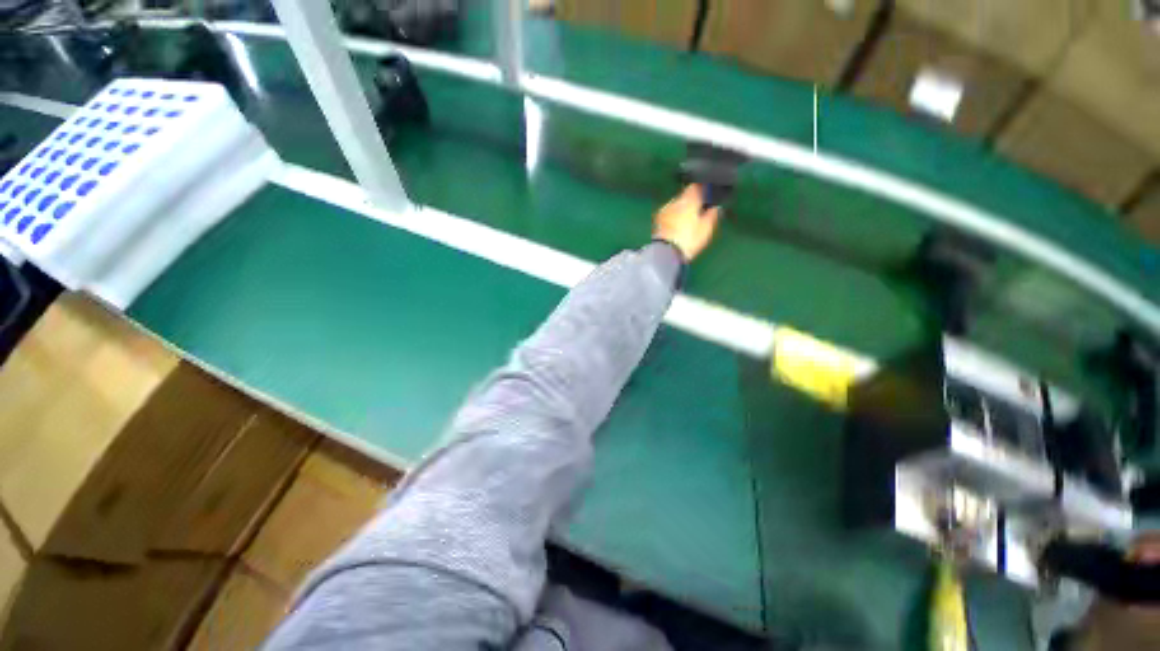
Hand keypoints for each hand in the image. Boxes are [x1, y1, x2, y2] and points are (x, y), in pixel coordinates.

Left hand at [653, 184, 720, 262]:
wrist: (665, 253)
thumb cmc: (688, 240)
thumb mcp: (706, 229)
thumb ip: (712, 215)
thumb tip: (716, 207)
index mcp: (688, 200)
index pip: (695, 187)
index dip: (702, 190)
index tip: (706, 196)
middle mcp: (674, 202)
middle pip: (684, 196)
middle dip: (690, 202)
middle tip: (697, 212)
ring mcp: (663, 211)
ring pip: (675, 206)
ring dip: (680, 211)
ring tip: (686, 222)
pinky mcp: (656, 222)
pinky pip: (667, 215)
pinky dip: (672, 218)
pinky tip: (676, 228)